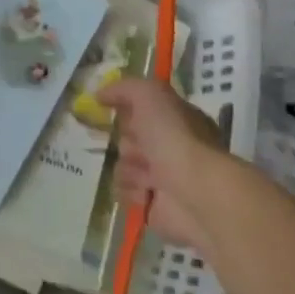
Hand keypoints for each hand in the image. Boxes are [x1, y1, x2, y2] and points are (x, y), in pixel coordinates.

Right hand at [98, 77, 257, 253]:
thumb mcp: (150, 95)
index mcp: (175, 120)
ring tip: (149, 176)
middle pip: (127, 138)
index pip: (140, 110)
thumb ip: (124, 88)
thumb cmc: (175, 137)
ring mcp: (161, 177)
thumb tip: (100, 96)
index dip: (128, 110)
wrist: (194, 191)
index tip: (116, 112)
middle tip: (142, 149)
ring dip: (130, 169)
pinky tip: (147, 193)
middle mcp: (169, 147)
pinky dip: (131, 192)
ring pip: (122, 166)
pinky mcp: (152, 205)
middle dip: (128, 142)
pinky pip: (124, 193)